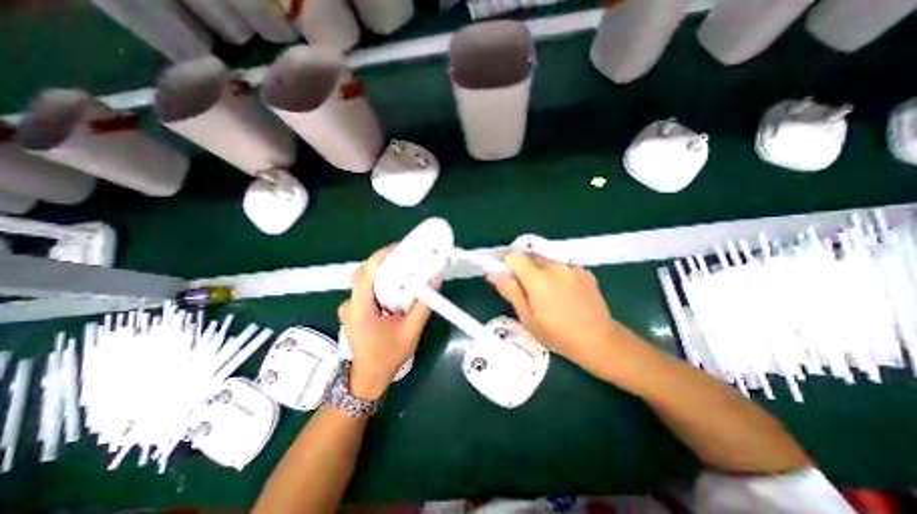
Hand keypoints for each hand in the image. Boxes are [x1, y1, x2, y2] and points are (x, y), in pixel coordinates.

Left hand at [339, 247, 433, 400]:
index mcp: (361, 310)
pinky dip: (379, 282)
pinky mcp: (354, 311)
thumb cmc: (388, 356)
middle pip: (364, 274)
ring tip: (401, 268)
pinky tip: (393, 285)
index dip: (379, 258)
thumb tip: (434, 281)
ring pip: (364, 281)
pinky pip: (365, 289)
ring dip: (381, 272)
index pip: (365, 275)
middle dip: (383, 262)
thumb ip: (423, 306)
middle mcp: (350, 305)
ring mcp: (349, 308)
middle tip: (404, 256)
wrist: (369, 377)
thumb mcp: (410, 331)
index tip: (397, 248)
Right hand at [482, 251, 618, 365]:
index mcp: (538, 277)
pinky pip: (562, 266)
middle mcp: (555, 265)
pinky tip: (564, 293)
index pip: (513, 256)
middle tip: (527, 292)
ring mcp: (572, 266)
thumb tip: (493, 273)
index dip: (506, 264)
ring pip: (546, 261)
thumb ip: (510, 291)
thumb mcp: (527, 317)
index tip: (507, 278)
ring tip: (548, 294)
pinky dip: (556, 274)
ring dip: (540, 272)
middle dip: (523, 269)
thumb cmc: (557, 334)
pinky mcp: (584, 271)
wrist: (599, 341)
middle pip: (530, 257)